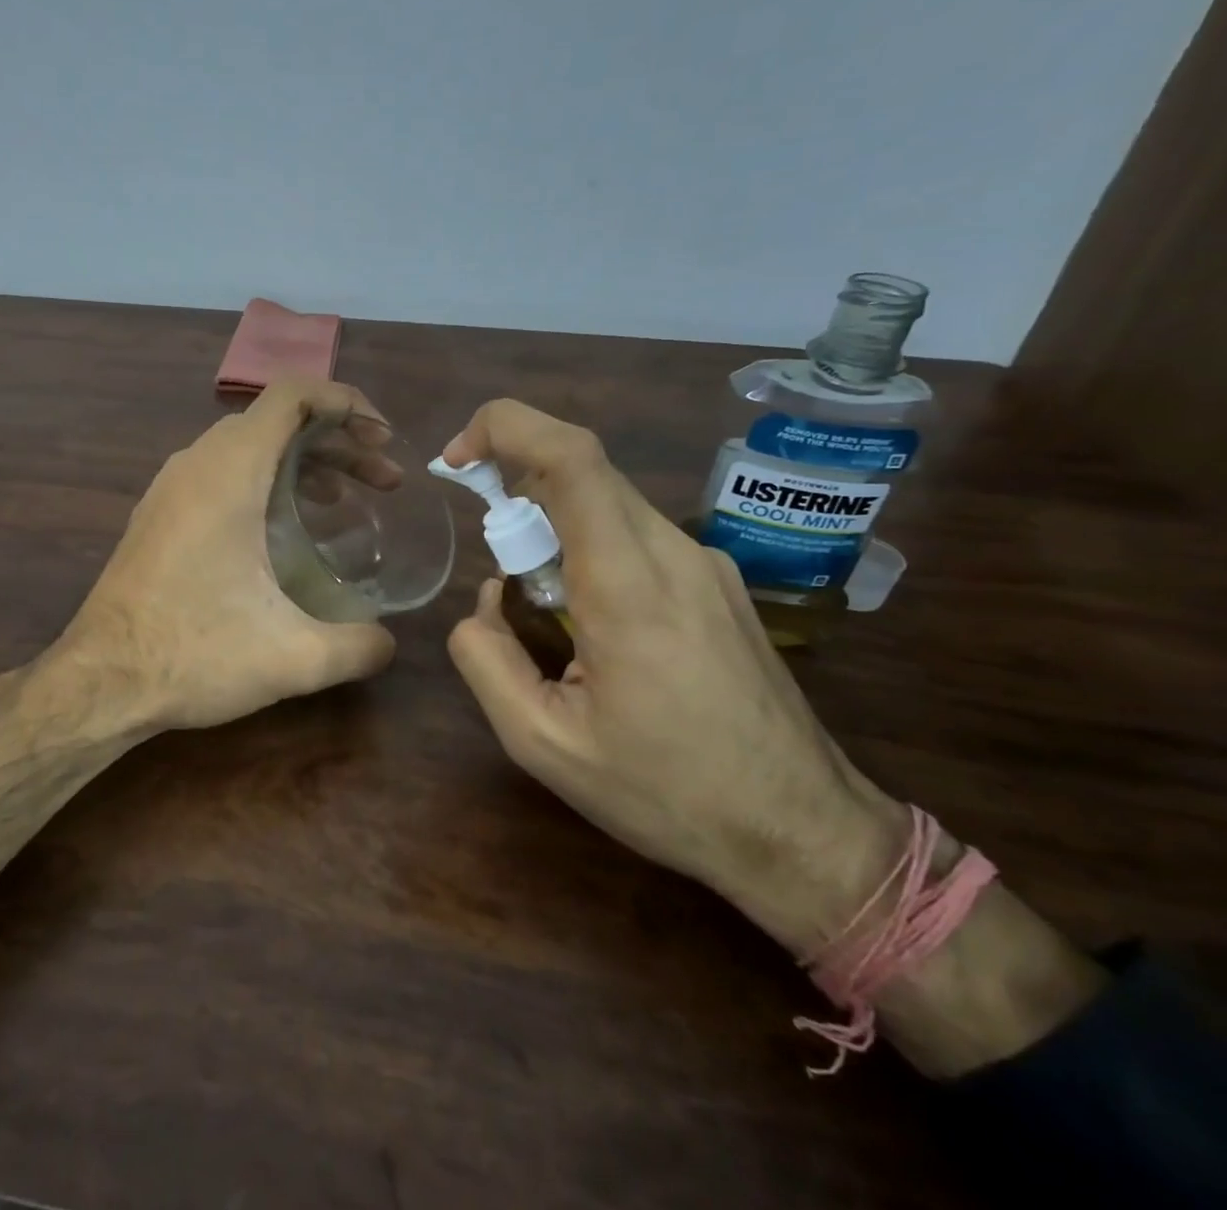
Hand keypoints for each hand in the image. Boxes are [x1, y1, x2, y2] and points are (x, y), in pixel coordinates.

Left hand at [57, 380, 397, 732]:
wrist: (101, 680)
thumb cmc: (193, 654)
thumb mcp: (293, 657)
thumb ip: (358, 646)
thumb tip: (389, 644)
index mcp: (229, 471)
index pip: (293, 394)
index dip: (346, 402)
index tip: (383, 440)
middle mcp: (196, 463)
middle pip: (276, 420)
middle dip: (336, 440)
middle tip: (382, 481)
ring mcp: (170, 488)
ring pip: (246, 447)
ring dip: (300, 462)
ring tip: (342, 501)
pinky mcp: (158, 515)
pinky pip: (220, 473)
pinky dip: (265, 481)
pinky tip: (284, 532)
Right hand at [441, 400, 905, 954]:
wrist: (804, 834)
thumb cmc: (668, 794)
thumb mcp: (542, 744)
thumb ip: (485, 659)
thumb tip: (486, 601)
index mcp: (627, 587)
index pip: (571, 458)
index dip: (505, 429)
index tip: (458, 460)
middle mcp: (673, 554)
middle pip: (583, 470)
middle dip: (515, 482)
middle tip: (491, 553)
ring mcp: (704, 564)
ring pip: (608, 501)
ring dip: (550, 522)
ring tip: (538, 607)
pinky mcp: (716, 582)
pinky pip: (634, 533)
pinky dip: (586, 545)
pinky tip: (586, 621)